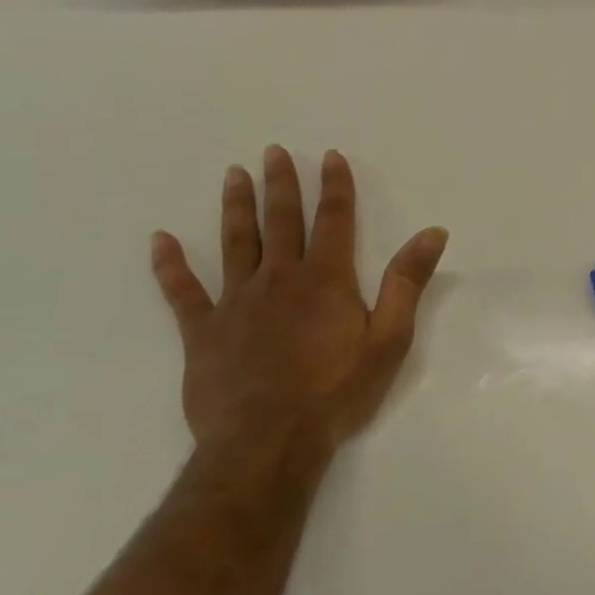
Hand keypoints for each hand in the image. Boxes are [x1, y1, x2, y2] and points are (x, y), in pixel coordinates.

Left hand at [149, 145, 448, 462]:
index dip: (335, 186)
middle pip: (281, 221)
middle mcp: (279, 279)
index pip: (334, 219)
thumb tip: (433, 232)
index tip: (330, 156)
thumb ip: (408, 282)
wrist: (268, 442)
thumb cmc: (337, 390)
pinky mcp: (203, 331)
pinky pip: (183, 292)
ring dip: (236, 207)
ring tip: (234, 175)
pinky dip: (171, 265)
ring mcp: (236, 303)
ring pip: (236, 243)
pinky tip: (160, 240)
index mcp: (326, 279)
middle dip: (281, 184)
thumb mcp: (390, 338)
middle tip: (272, 152)